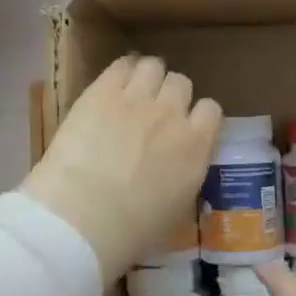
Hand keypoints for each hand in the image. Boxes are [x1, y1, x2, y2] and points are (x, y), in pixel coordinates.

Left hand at [21, 55, 221, 280]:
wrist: (84, 216)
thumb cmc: (132, 231)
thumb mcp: (176, 210)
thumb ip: (185, 176)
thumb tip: (179, 167)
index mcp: (196, 146)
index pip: (211, 110)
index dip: (197, 115)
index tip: (185, 126)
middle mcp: (172, 114)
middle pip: (181, 83)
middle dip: (170, 94)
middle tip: (154, 111)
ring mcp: (137, 98)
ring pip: (153, 66)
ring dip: (147, 76)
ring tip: (132, 91)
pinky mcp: (102, 90)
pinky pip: (121, 64)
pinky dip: (121, 70)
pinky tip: (113, 83)